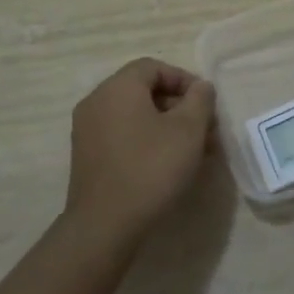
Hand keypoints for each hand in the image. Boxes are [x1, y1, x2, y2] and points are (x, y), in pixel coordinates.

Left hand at [66, 59, 215, 244]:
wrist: (105, 225)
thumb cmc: (151, 168)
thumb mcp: (188, 130)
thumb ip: (200, 100)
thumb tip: (201, 87)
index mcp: (118, 88)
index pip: (153, 67)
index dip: (184, 80)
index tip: (205, 103)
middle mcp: (97, 101)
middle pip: (143, 91)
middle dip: (179, 106)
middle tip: (204, 130)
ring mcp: (87, 130)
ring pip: (134, 116)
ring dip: (166, 126)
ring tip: (193, 151)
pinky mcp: (87, 156)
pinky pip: (122, 135)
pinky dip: (146, 140)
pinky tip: (167, 165)